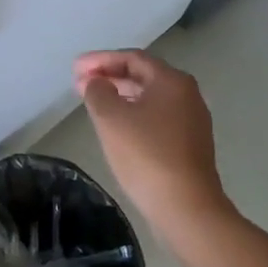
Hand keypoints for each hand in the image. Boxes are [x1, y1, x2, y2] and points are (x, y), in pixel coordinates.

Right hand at [74, 50, 232, 231]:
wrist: (187, 208)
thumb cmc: (146, 155)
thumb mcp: (111, 118)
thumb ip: (97, 91)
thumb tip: (96, 82)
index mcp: (171, 81)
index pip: (132, 58)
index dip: (100, 60)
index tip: (75, 68)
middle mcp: (187, 94)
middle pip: (143, 76)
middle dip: (110, 76)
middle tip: (80, 84)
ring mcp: (192, 120)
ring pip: (150, 98)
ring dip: (121, 96)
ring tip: (94, 103)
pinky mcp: (191, 145)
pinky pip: (157, 118)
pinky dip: (134, 114)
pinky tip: (117, 127)